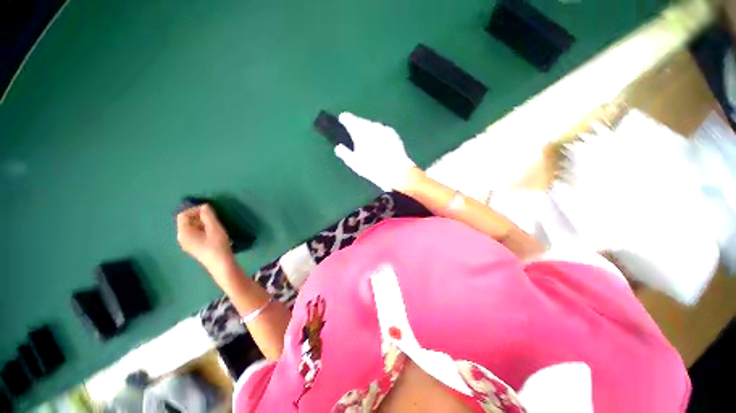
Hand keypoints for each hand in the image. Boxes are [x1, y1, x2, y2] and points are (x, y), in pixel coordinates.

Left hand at [176, 204, 233, 275]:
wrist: (221, 265)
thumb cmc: (217, 246)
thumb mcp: (215, 228)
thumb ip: (208, 216)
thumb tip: (205, 206)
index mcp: (184, 233)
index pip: (183, 215)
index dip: (195, 209)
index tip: (209, 209)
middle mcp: (182, 238)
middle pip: (187, 222)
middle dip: (200, 216)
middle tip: (214, 217)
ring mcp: (188, 244)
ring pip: (192, 228)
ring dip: (203, 223)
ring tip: (216, 224)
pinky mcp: (195, 247)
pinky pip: (196, 234)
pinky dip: (204, 229)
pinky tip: (215, 232)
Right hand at [335, 112, 415, 191]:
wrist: (397, 171)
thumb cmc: (373, 168)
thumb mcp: (354, 163)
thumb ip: (344, 153)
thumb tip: (338, 147)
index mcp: (360, 131)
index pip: (349, 119)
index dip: (345, 118)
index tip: (342, 119)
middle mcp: (372, 125)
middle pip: (362, 122)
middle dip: (357, 125)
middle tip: (354, 132)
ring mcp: (384, 129)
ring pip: (373, 126)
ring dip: (369, 130)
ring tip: (367, 139)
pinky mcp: (393, 134)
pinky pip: (382, 131)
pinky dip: (378, 134)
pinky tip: (379, 143)